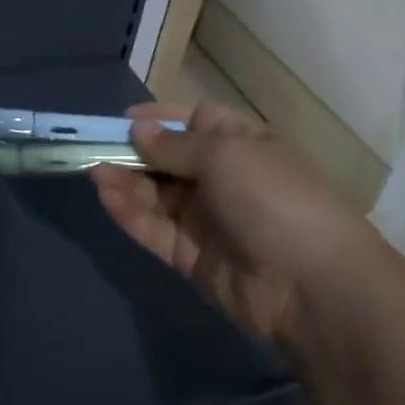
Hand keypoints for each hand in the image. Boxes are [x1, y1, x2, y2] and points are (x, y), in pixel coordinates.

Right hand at [90, 102, 373, 343]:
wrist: (311, 285)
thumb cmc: (272, 197)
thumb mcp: (225, 154)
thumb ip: (174, 145)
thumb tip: (139, 131)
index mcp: (242, 145)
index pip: (196, 121)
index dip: (161, 119)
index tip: (124, 119)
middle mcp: (224, 179)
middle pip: (169, 159)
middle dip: (134, 152)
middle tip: (93, 147)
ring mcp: (208, 220)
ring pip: (157, 195)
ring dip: (125, 181)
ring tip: (92, 170)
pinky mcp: (192, 257)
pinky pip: (155, 228)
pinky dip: (130, 212)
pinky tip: (105, 195)